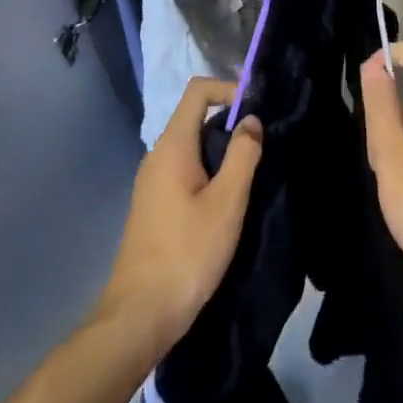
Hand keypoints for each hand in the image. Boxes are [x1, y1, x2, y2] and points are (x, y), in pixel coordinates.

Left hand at [96, 77, 263, 355]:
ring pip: (191, 146)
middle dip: (229, 122)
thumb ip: (243, 155)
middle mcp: (157, 155)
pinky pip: (184, 170)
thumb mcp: (227, 202)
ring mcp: (152, 181)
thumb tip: (251, 120)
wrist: (140, 313)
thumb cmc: (188, 252)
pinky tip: (227, 200)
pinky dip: (208, 171)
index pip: (197, 91)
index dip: (228, 88)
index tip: (257, 109)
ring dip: (221, 150)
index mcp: (172, 146)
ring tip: (250, 172)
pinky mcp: (154, 204)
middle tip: (262, 144)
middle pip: (195, 117)